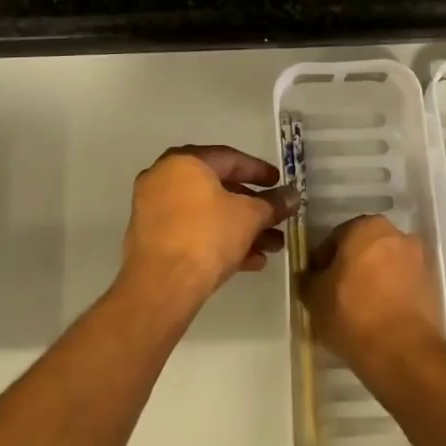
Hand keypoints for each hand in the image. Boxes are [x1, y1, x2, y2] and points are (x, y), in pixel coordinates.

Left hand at [121, 146, 297, 309]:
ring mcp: (155, 210)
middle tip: (277, 217)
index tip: (280, 184)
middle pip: (218, 188)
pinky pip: (192, 232)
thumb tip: (293, 195)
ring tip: (272, 246)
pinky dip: (219, 240)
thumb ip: (273, 204)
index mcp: (184, 162)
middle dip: (252, 207)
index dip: (259, 171)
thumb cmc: (207, 236)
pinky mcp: (153, 239)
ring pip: (206, 213)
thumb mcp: (249, 217)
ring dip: (240, 228)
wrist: (161, 287)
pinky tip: (251, 261)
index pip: (229, 158)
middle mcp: (164, 178)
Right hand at [301, 215, 445, 375]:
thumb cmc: (352, 313)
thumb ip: (309, 279)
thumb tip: (310, 277)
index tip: (316, 285)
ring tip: (357, 313)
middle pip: (364, 250)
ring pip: (385, 268)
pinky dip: (390, 297)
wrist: (403, 355)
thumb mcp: (314, 296)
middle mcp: (397, 235)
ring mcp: (419, 261)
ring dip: (372, 282)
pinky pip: (402, 287)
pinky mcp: (433, 289)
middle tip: (335, 297)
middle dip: (350, 269)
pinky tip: (377, 321)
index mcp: (367, 227)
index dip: (322, 263)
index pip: (335, 239)